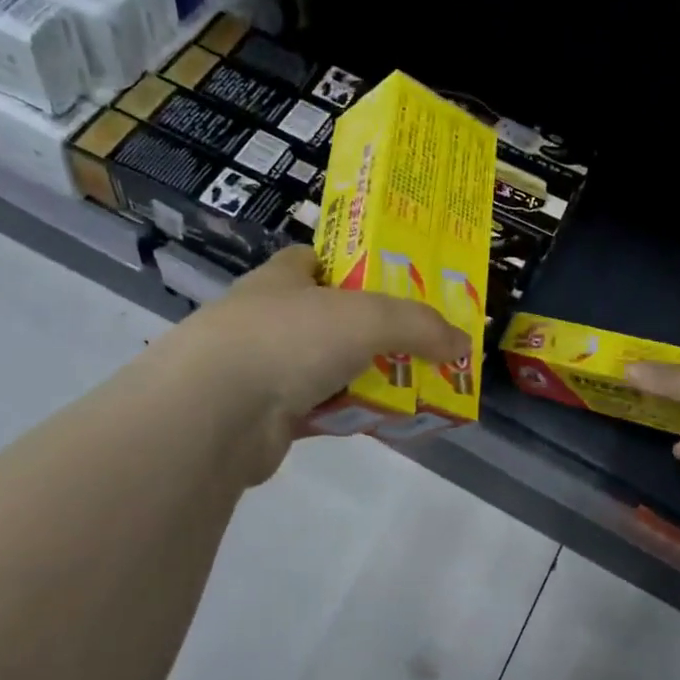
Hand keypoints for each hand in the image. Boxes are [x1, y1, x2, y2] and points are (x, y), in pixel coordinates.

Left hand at [142, 246, 469, 482]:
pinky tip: (383, 421)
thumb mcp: (368, 316)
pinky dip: (350, 413)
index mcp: (284, 277)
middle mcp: (270, 318)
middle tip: (423, 341)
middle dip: (375, 330)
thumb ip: (419, 325)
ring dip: (366, 376)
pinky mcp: (268, 415)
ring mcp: (265, 368)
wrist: (217, 413)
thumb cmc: (289, 339)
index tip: (396, 282)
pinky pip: (323, 409)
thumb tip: (463, 343)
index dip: (355, 265)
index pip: (317, 259)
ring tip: (415, 384)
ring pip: (330, 366)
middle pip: (332, 317)